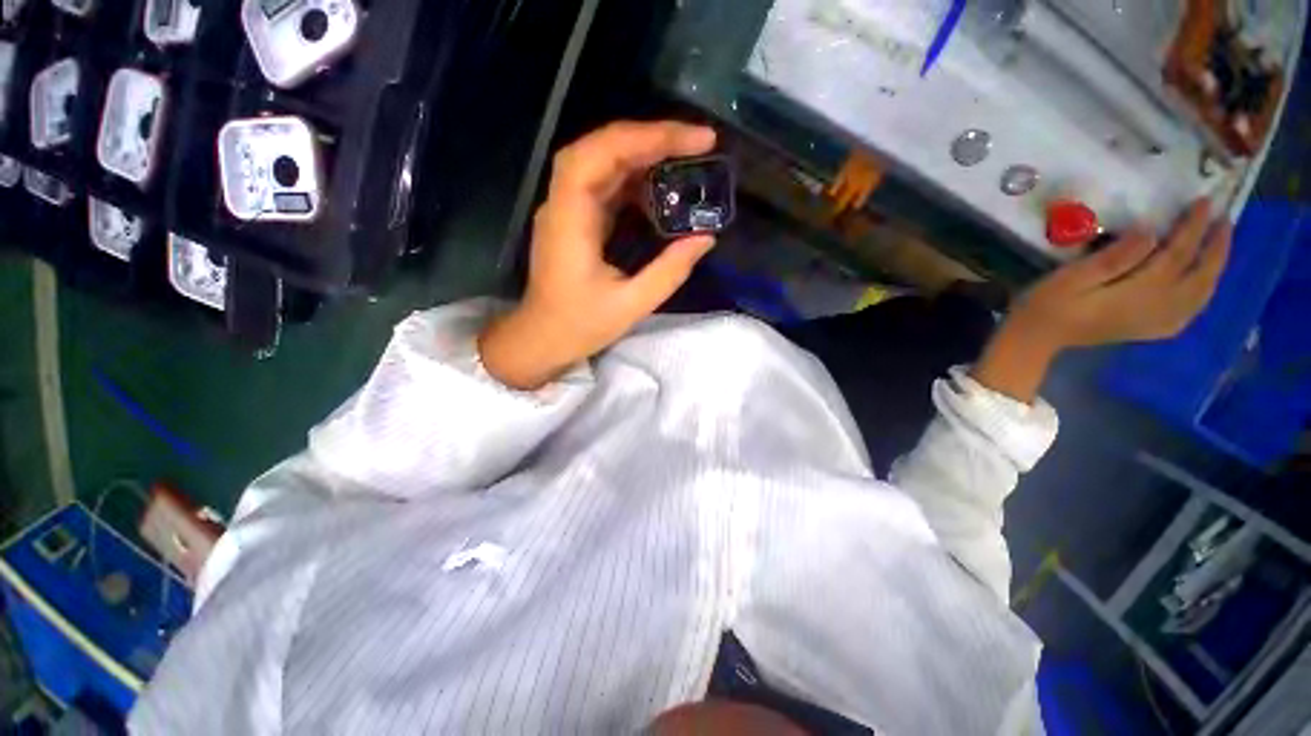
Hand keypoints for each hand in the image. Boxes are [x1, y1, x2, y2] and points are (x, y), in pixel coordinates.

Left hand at [479, 121, 718, 389]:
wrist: (541, 339)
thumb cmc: (580, 326)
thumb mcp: (631, 305)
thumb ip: (669, 271)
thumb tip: (706, 238)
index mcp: (570, 220)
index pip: (602, 155)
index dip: (648, 137)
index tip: (696, 141)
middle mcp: (562, 204)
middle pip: (601, 147)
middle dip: (651, 138)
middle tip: (698, 143)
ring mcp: (566, 209)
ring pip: (602, 161)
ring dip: (644, 153)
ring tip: (685, 158)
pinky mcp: (574, 219)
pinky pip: (604, 184)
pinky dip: (634, 177)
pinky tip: (659, 186)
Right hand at [974, 199, 1232, 401]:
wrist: (1036, 339)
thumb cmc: (1048, 304)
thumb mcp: (1073, 276)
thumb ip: (1114, 257)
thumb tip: (1149, 232)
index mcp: (1140, 293)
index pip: (1177, 254)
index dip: (1194, 227)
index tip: (1205, 202)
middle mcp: (1158, 308)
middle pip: (1199, 276)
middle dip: (1216, 247)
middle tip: (1224, 220)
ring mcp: (1157, 322)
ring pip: (1201, 294)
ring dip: (1215, 269)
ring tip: (1219, 245)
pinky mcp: (1151, 329)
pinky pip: (1191, 310)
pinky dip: (1203, 292)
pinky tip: (1202, 282)